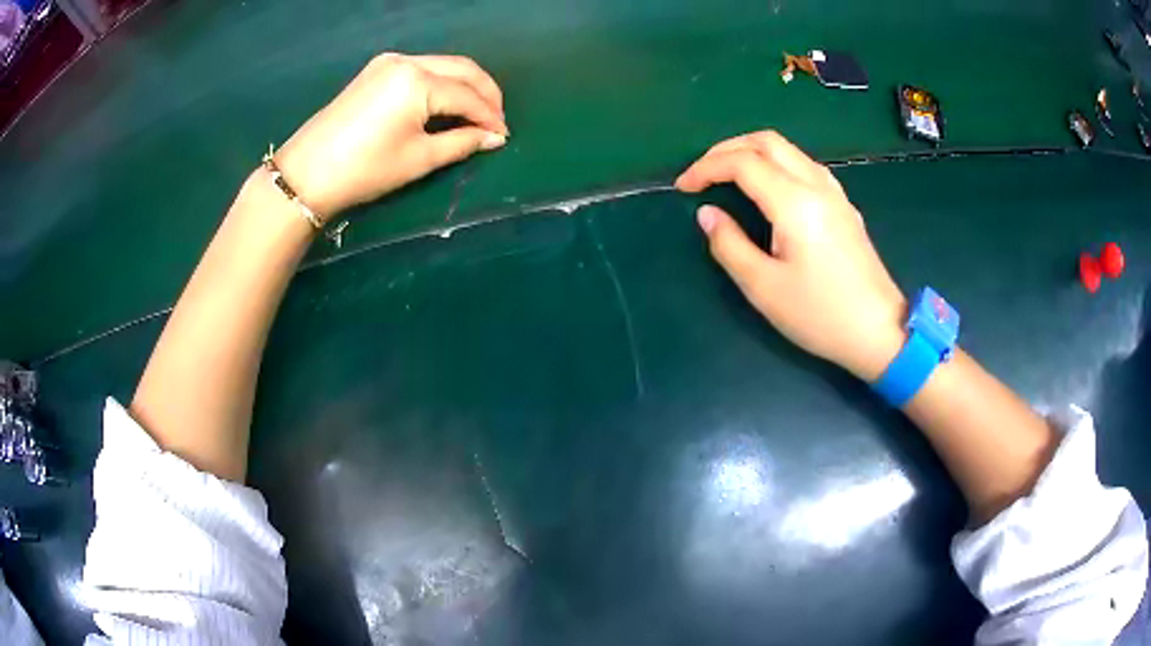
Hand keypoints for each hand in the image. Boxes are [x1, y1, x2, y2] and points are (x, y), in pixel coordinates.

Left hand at [276, 53, 509, 217]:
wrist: (306, 173)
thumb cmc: (365, 170)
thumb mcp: (418, 159)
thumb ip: (461, 143)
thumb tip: (494, 138)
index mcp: (418, 81)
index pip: (467, 94)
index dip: (490, 116)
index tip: (503, 136)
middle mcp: (407, 61)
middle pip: (462, 69)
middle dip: (484, 93)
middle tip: (496, 121)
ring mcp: (389, 62)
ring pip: (443, 65)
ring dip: (464, 86)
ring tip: (475, 114)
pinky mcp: (376, 69)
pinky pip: (422, 68)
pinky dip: (441, 83)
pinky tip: (446, 103)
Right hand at [676, 131, 906, 381]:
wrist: (880, 331)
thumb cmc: (820, 315)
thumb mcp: (764, 288)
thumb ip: (729, 245)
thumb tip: (708, 214)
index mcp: (794, 203)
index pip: (742, 163)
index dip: (706, 168)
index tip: (683, 188)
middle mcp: (816, 185)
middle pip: (767, 141)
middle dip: (727, 148)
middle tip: (702, 172)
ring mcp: (834, 193)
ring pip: (788, 149)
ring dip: (753, 152)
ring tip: (728, 176)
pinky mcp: (844, 206)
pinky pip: (804, 165)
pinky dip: (775, 164)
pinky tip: (768, 189)